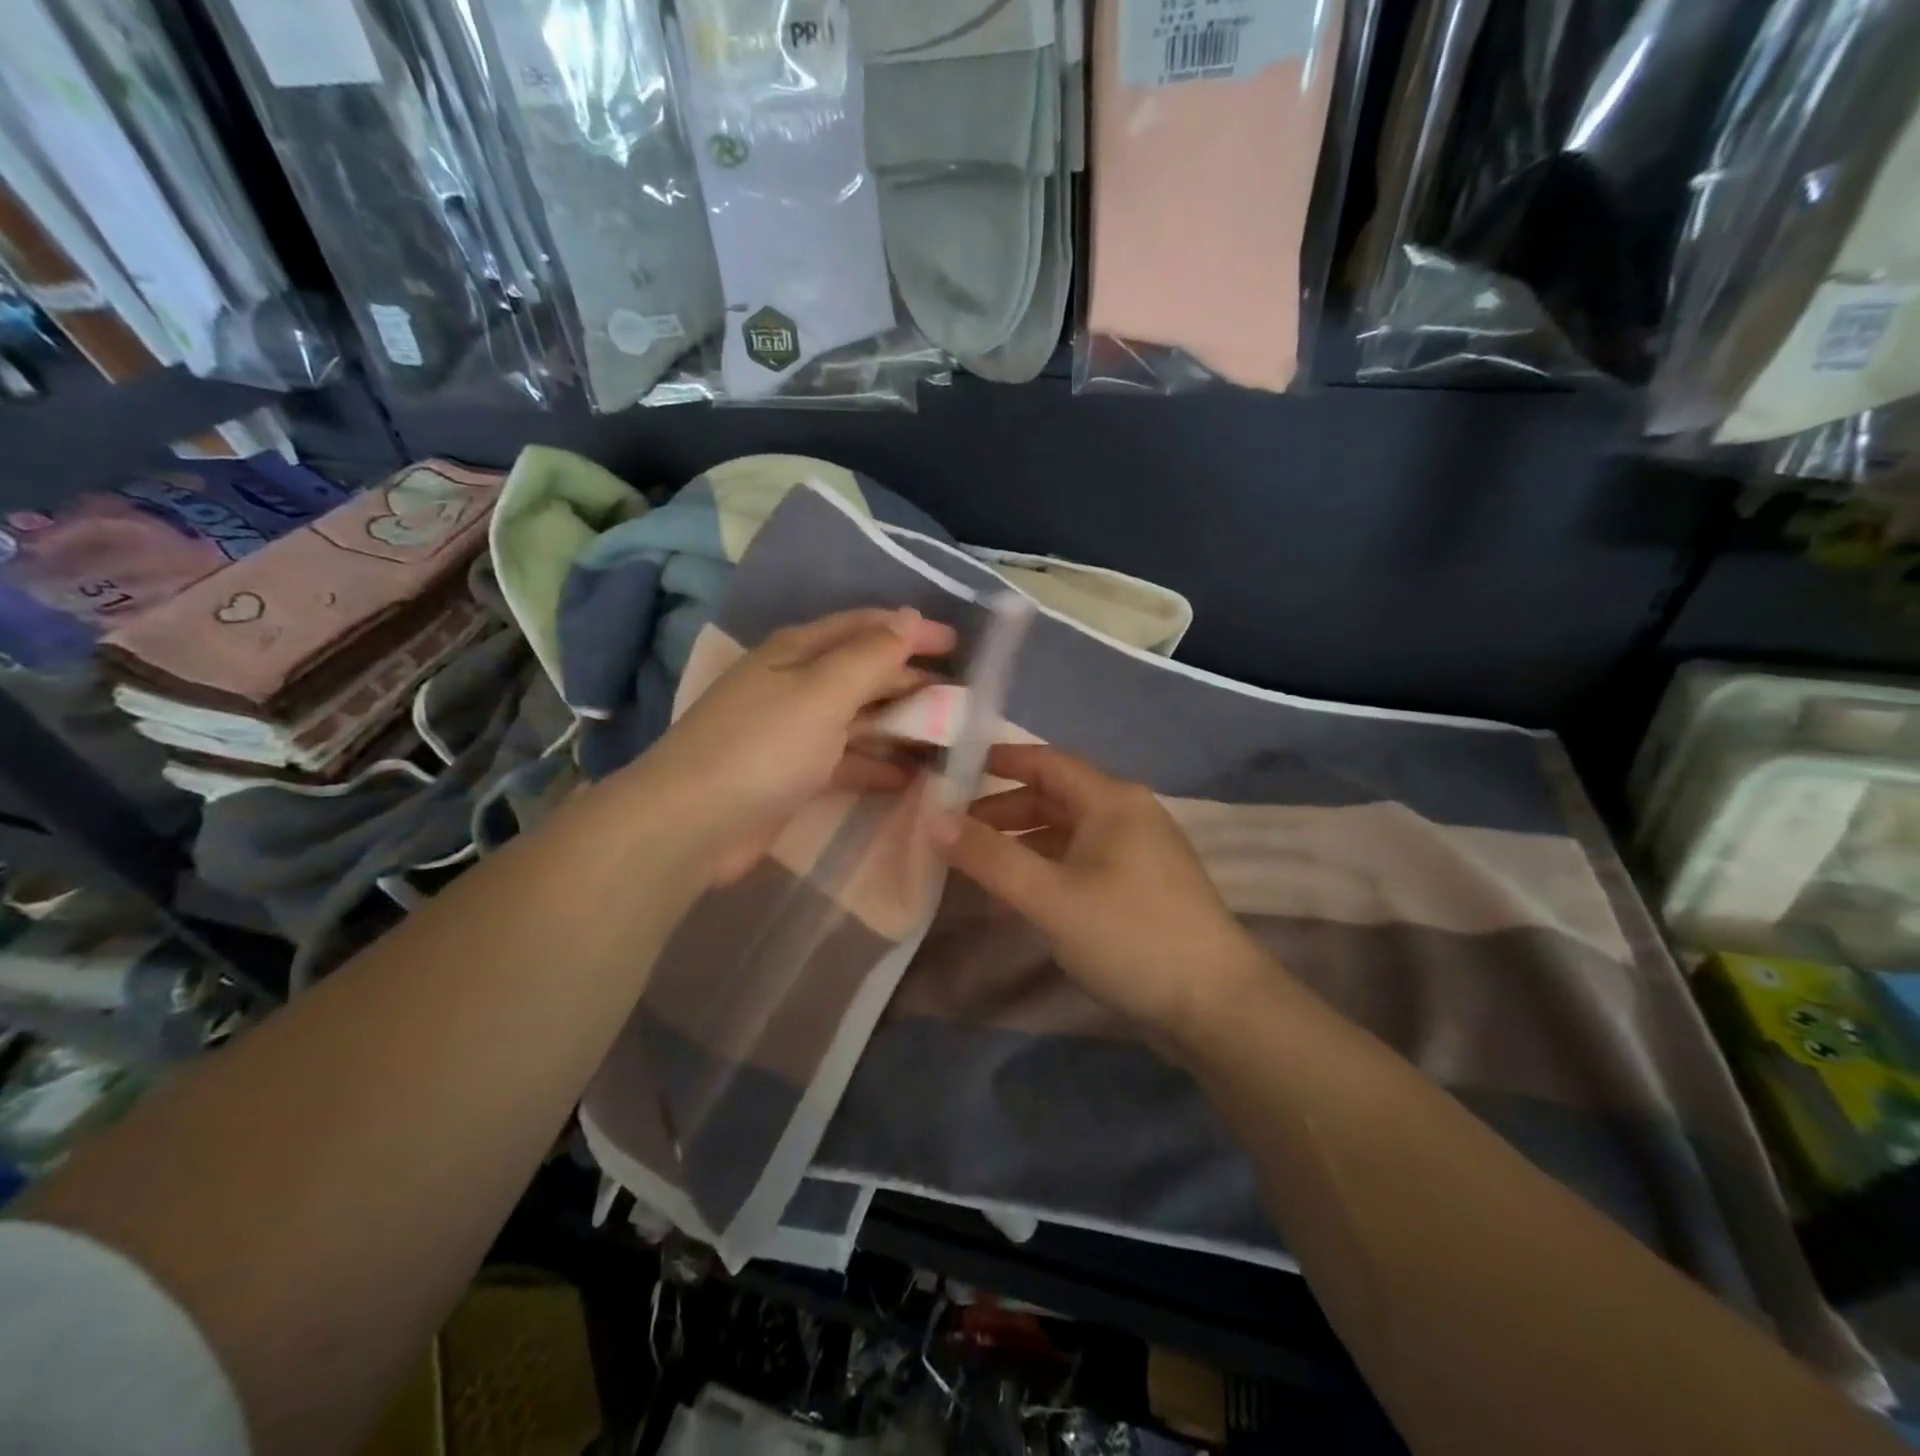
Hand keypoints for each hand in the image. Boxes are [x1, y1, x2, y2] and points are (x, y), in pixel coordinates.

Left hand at [628, 607, 956, 882]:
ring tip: (948, 736)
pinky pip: (848, 760)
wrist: (694, 823)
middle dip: (912, 680)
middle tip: (962, 696)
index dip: (912, 630)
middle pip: (865, 672)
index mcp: (798, 651)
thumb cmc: (763, 746)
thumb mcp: (822, 691)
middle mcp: (796, 684)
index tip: (959, 643)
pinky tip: (912, 776)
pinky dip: (879, 764)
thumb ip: (871, 655)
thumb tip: (909, 617)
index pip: (866, 627)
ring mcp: (795, 731)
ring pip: (860, 718)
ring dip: (901, 724)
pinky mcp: (795, 775)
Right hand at [934, 744, 1270, 1043]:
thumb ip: (991, 857)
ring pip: (1068, 832)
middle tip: (953, 829)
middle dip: (1003, 808)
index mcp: (1111, 800)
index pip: (1045, 761)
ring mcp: (1140, 852)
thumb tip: (934, 820)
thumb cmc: (1130, 936)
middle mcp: (1128, 814)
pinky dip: (1047, 867)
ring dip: (1023, 841)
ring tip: (977, 863)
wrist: (1217, 1005)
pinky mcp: (1143, 887)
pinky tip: (1022, 893)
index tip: (951, 768)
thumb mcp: (1051, 896)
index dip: (998, 760)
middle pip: (1055, 796)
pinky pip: (1083, 861)